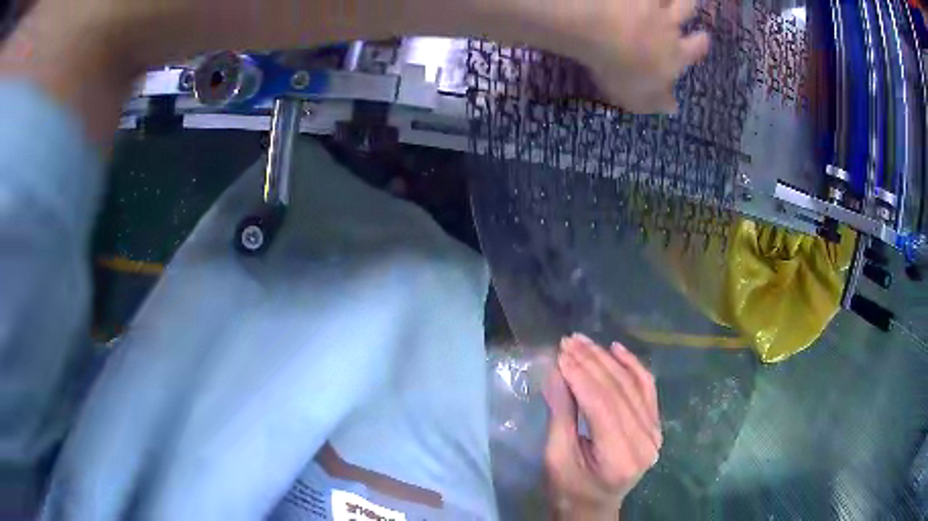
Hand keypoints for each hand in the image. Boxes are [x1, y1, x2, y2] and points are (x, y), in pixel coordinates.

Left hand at [522, 0, 709, 112]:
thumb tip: (673, 107)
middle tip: (688, 5)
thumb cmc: (620, 70)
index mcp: (674, 55)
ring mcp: (650, 4)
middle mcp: (668, 26)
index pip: (694, 49)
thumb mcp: (637, 97)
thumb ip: (657, 101)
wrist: (599, 31)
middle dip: (690, 7)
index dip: (700, 43)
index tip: (704, 38)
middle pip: (687, 10)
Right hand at [543, 334, 661, 519]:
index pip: (601, 404)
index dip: (580, 375)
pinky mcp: (655, 425)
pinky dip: (632, 366)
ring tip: (584, 342)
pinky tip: (616, 349)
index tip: (560, 354)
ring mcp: (654, 432)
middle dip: (591, 362)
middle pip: (618, 391)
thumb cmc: (569, 490)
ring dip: (607, 359)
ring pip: (633, 384)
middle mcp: (645, 441)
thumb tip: (556, 372)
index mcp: (619, 456)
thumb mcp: (556, 457)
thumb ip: (560, 415)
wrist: (594, 508)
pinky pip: (646, 388)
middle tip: (568, 341)